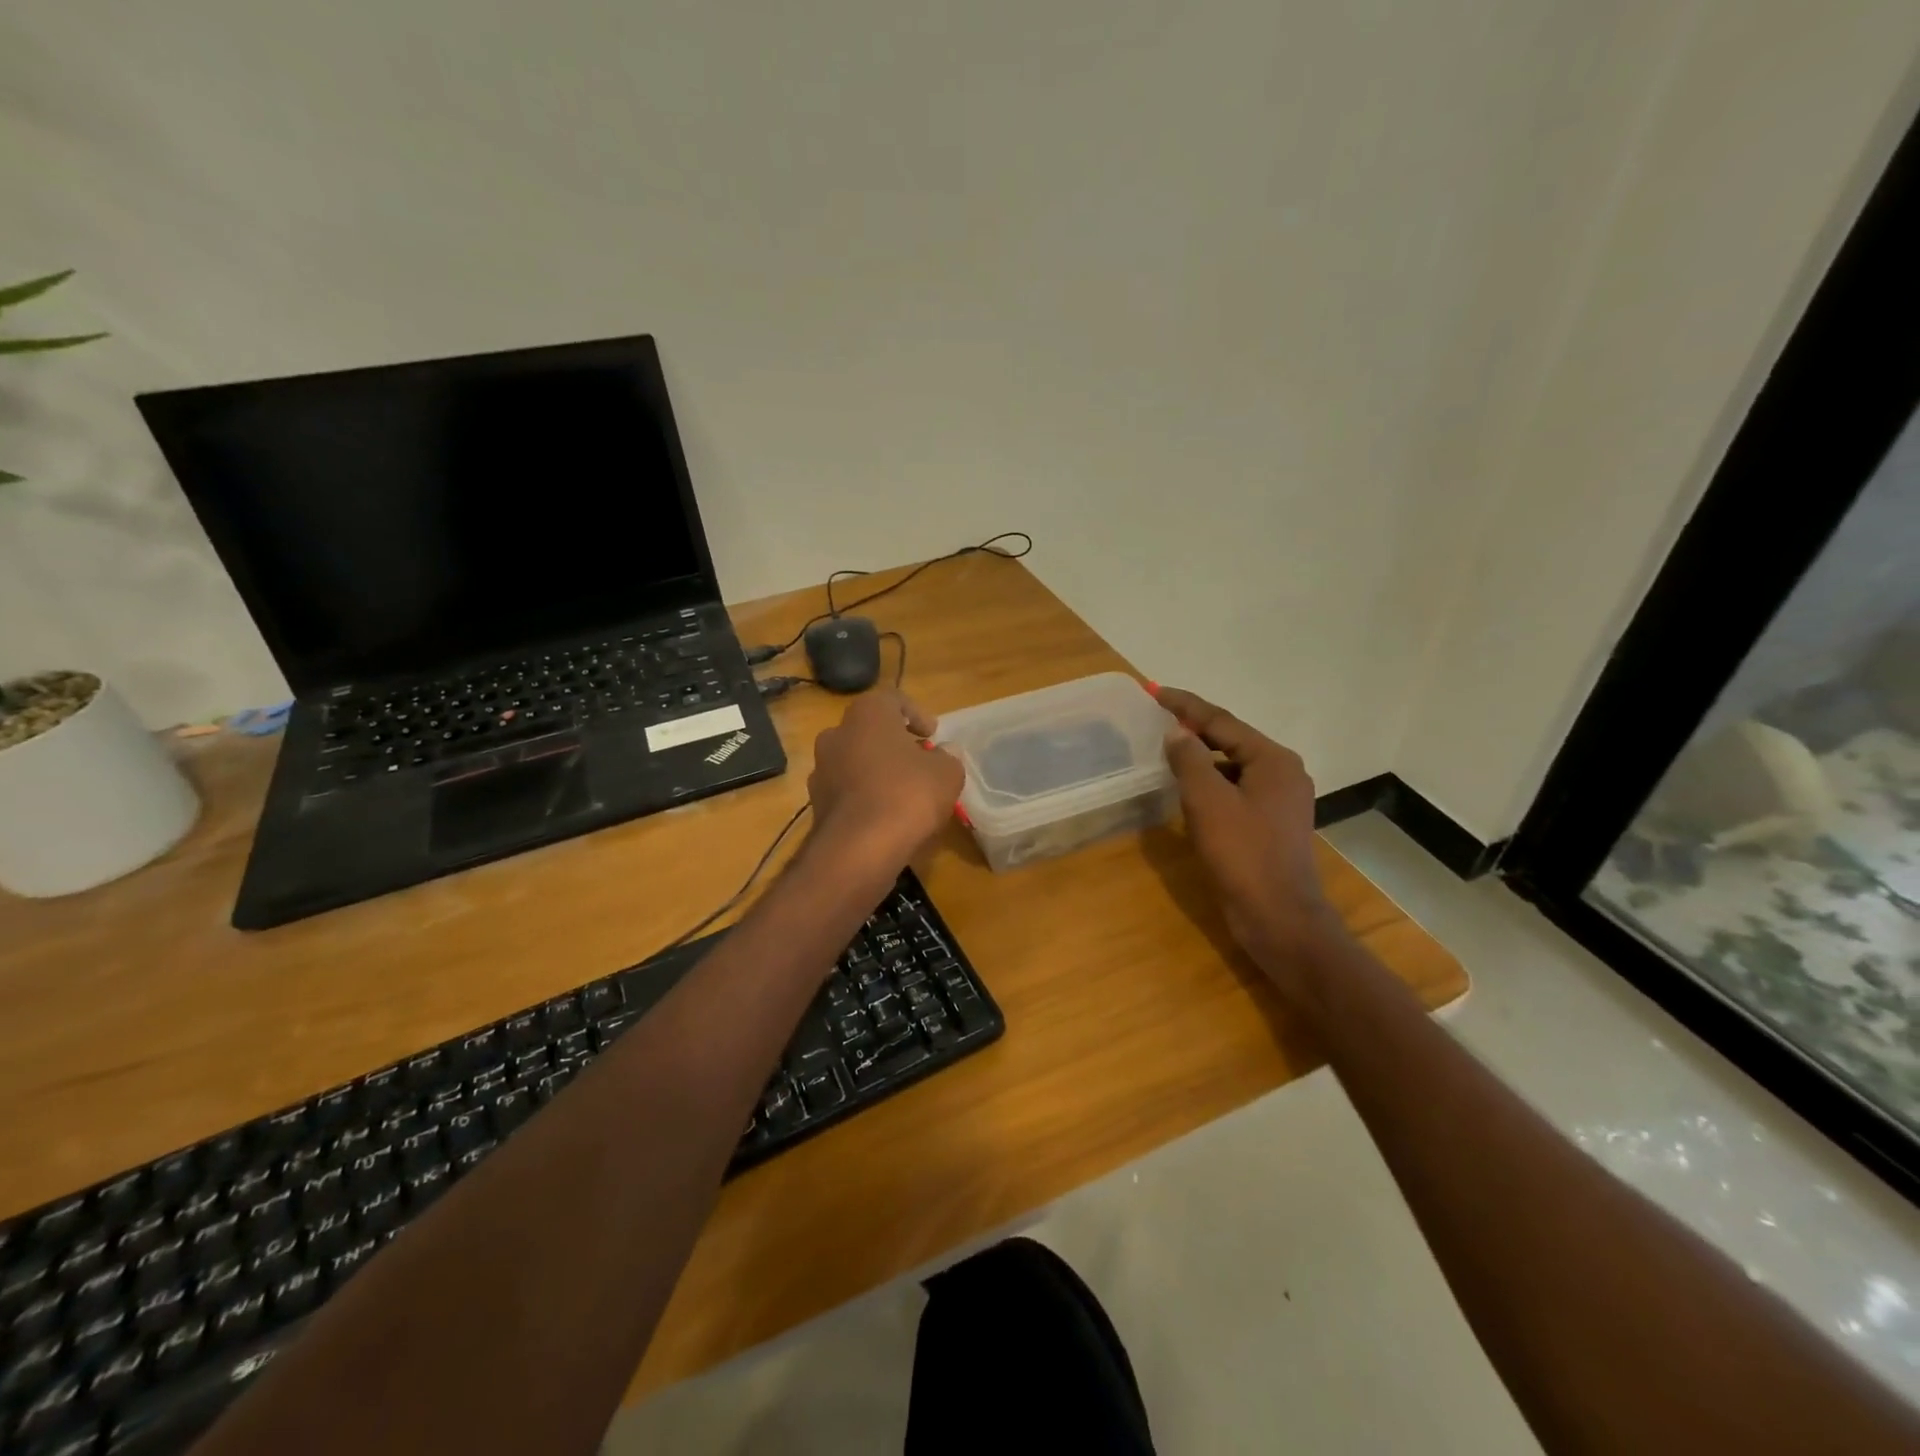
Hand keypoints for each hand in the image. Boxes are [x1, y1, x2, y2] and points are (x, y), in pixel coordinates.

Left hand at [808, 689, 962, 864]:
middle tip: (919, 762)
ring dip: (877, 770)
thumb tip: (944, 753)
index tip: (932, 735)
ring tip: (903, 793)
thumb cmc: (907, 795)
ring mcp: (821, 769)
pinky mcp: (815, 802)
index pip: (893, 699)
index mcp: (867, 714)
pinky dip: (864, 796)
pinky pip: (846, 790)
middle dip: (894, 743)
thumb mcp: (947, 773)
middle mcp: (836, 733)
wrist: (858, 849)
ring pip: (855, 760)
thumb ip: (948, 757)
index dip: (917, 714)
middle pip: (870, 730)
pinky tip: (884, 816)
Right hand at [1155, 686, 1335, 991]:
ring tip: (1167, 752)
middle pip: (1230, 740)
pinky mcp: (1271, 824)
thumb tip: (1176, 733)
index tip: (1155, 691)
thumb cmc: (1243, 854)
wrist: (1278, 916)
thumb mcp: (1208, 801)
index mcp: (1272, 759)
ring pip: (1232, 767)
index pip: (1221, 721)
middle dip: (1194, 729)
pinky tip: (1187, 792)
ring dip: (1201, 758)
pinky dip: (1211, 784)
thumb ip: (1189, 760)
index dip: (1186, 705)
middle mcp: (1282, 772)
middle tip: (1158, 720)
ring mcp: (1280, 800)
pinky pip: (1236, 790)